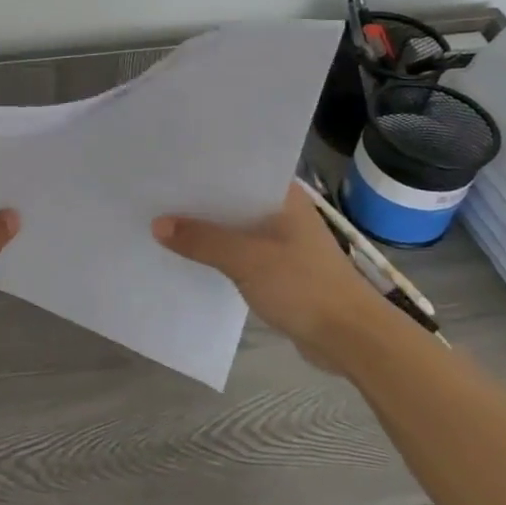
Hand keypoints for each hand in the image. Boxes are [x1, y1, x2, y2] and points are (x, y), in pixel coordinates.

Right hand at [154, 184, 389, 371]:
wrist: (351, 339)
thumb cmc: (304, 286)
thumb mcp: (246, 259)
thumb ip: (202, 240)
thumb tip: (157, 225)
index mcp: (283, 195)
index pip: (237, 168)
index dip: (202, 167)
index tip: (167, 165)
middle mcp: (283, 211)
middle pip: (232, 199)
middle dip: (198, 200)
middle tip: (154, 192)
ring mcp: (282, 240)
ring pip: (235, 227)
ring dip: (207, 229)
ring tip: (162, 221)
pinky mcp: (279, 268)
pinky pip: (239, 252)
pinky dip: (218, 253)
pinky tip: (189, 255)